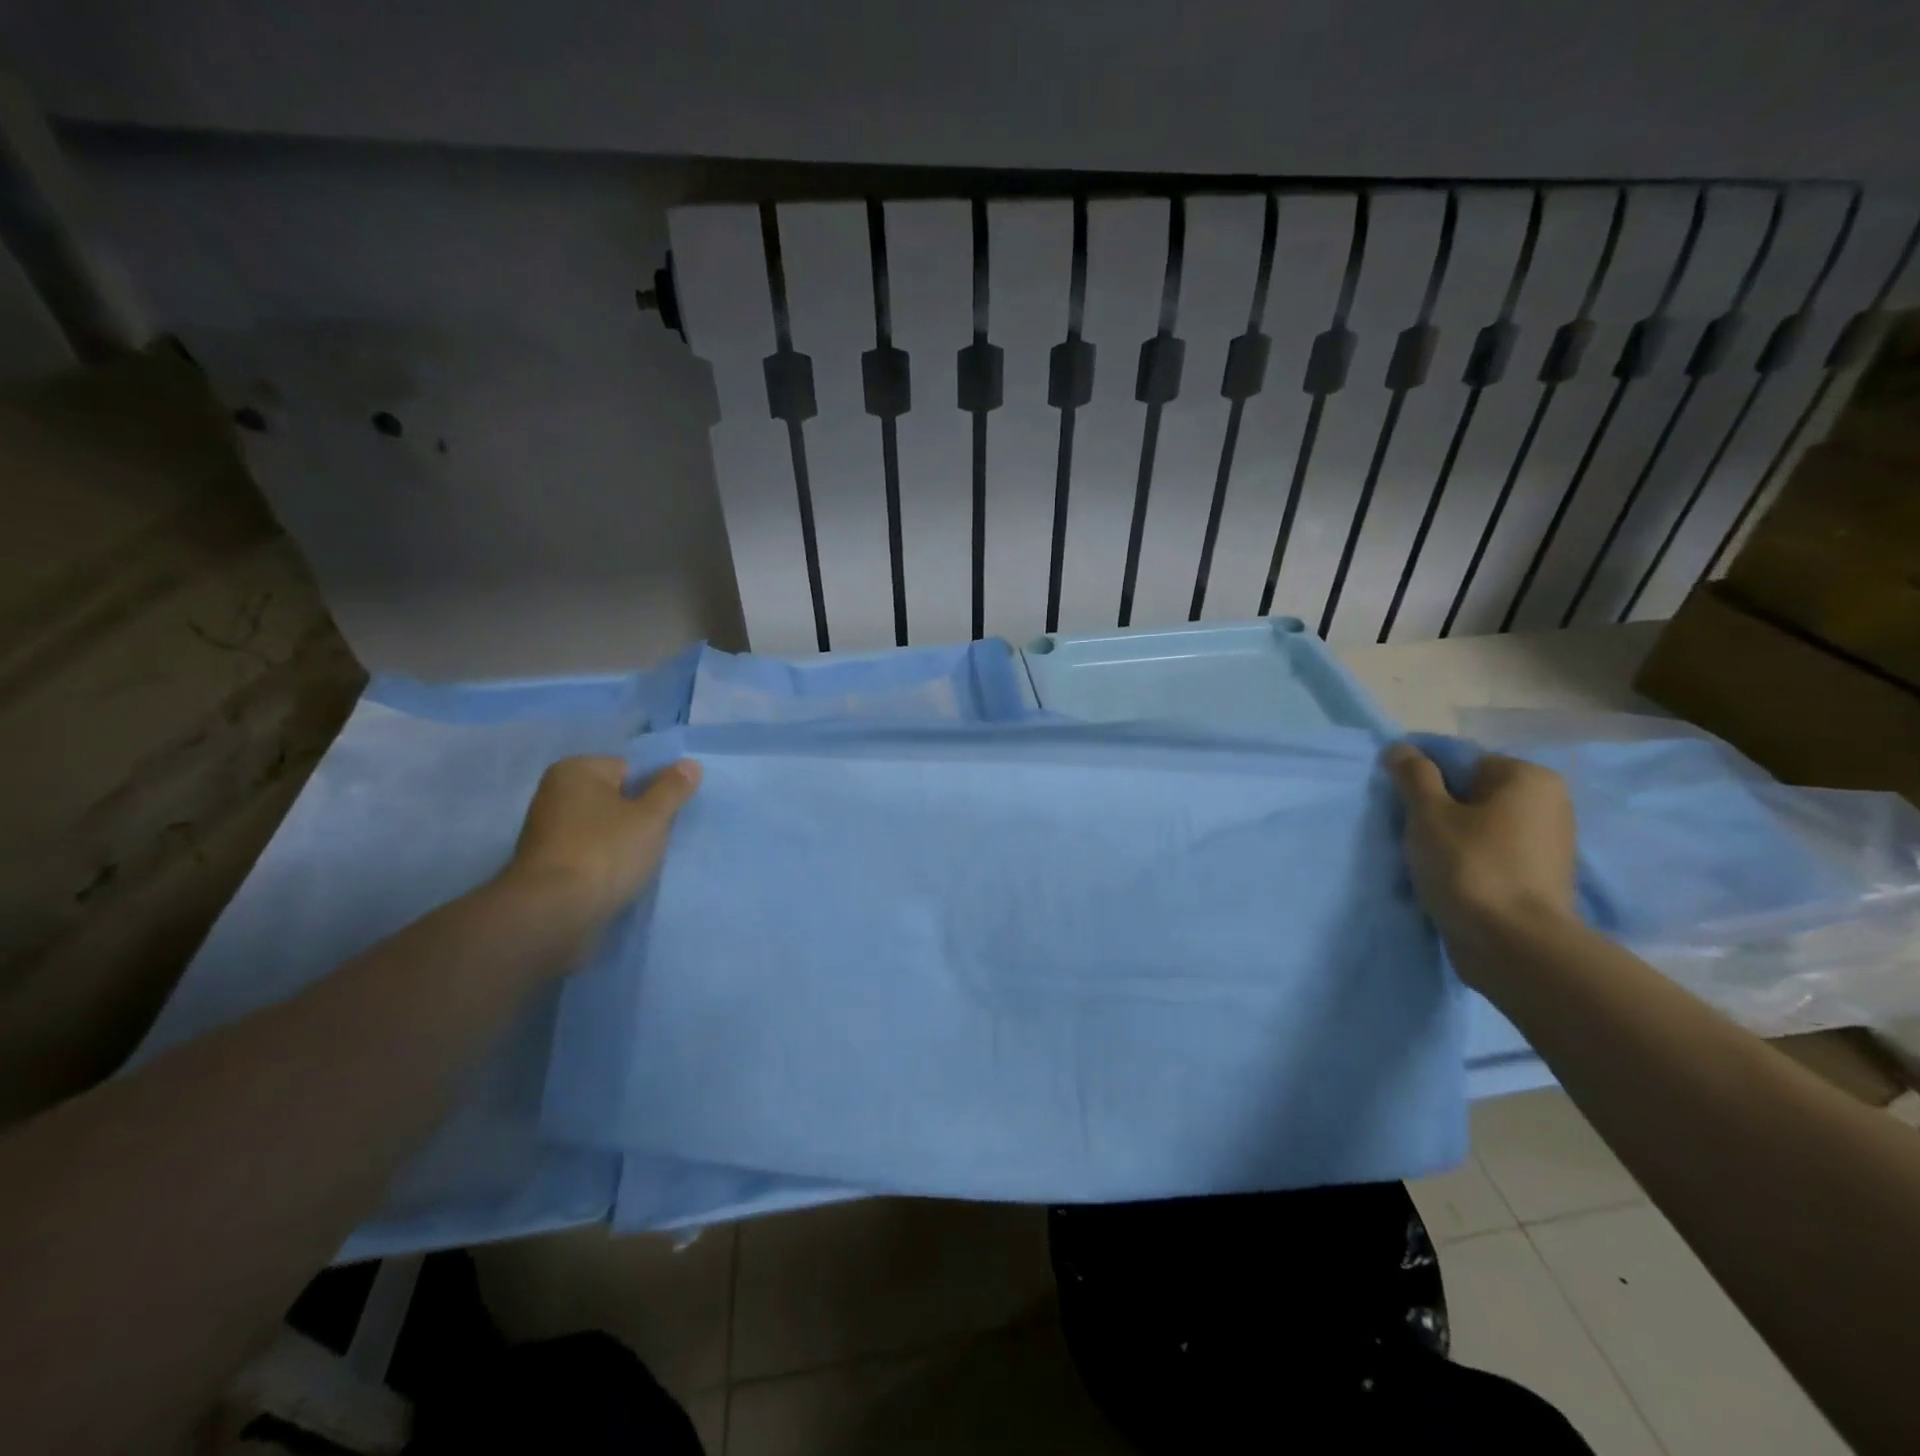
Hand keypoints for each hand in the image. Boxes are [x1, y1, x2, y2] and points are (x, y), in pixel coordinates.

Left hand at [506, 756, 701, 928]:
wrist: (553, 913)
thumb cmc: (605, 852)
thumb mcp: (652, 817)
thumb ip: (673, 788)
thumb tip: (690, 764)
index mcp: (575, 770)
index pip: (629, 769)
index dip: (651, 793)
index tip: (661, 818)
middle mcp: (554, 793)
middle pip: (615, 798)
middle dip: (637, 818)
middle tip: (652, 841)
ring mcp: (546, 830)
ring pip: (603, 828)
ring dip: (622, 843)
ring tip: (635, 864)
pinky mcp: (546, 864)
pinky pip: (588, 853)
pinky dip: (603, 863)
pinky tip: (615, 879)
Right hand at [1383, 743, 1577, 951]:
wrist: (1514, 946)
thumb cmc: (1470, 866)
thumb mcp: (1428, 813)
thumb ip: (1413, 775)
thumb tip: (1401, 748)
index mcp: (1528, 777)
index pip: (1459, 761)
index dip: (1421, 779)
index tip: (1398, 804)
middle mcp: (1548, 802)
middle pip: (1470, 792)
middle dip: (1435, 809)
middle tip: (1408, 834)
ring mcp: (1548, 842)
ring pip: (1478, 825)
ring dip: (1447, 837)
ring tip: (1424, 861)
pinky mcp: (1539, 876)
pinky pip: (1490, 853)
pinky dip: (1466, 860)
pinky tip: (1446, 879)